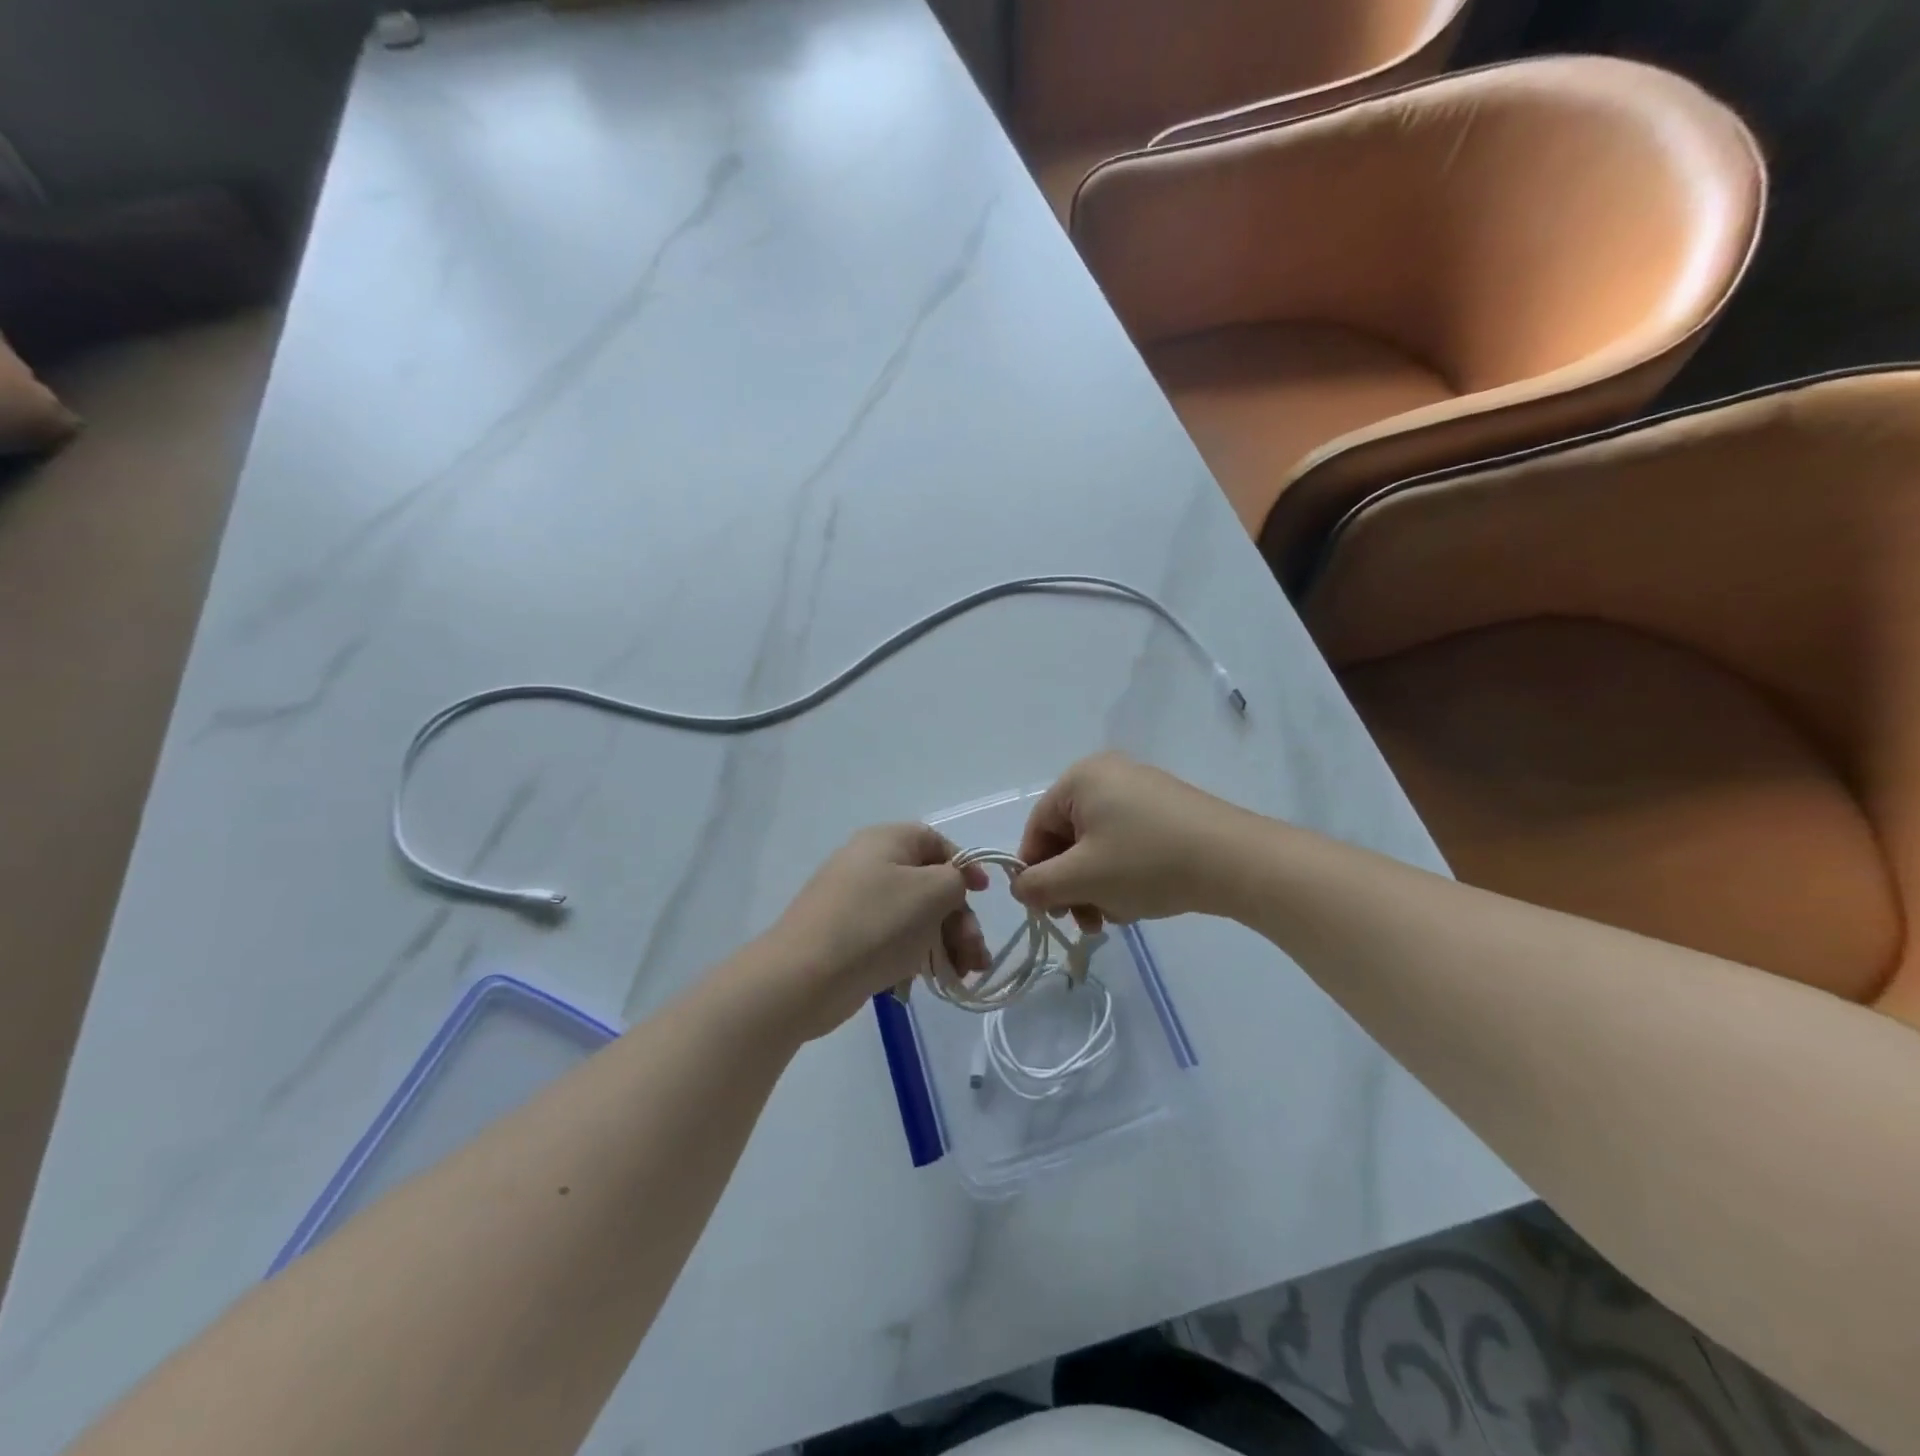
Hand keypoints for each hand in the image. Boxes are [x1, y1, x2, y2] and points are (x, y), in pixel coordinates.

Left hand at [757, 825, 989, 1039]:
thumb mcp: (931, 892)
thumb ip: (956, 879)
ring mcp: (856, 903)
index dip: (964, 866)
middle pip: (929, 884)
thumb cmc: (875, 924)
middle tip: (975, 955)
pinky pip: (892, 939)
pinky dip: (916, 956)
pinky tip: (932, 982)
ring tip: (964, 976)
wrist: (803, 977)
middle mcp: (869, 864)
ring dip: (945, 943)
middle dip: (959, 920)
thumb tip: (954, 883)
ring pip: (914, 917)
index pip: (936, 842)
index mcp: (886, 841)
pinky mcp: (849, 938)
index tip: (984, 896)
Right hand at [1014, 753, 1245, 929]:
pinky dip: (1123, 873)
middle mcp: (1109, 774)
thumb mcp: (1082, 878)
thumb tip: (1021, 888)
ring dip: (1096, 885)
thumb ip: (1038, 885)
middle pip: (1069, 837)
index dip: (1035, 873)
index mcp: (1081, 778)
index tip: (1048, 911)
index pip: (1038, 828)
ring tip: (1115, 916)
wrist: (1237, 861)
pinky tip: (1138, 902)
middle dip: (1071, 884)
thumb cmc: (1147, 863)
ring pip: (1099, 845)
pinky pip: (1127, 842)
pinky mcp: (1168, 810)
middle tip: (1085, 921)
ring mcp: (1142, 790)